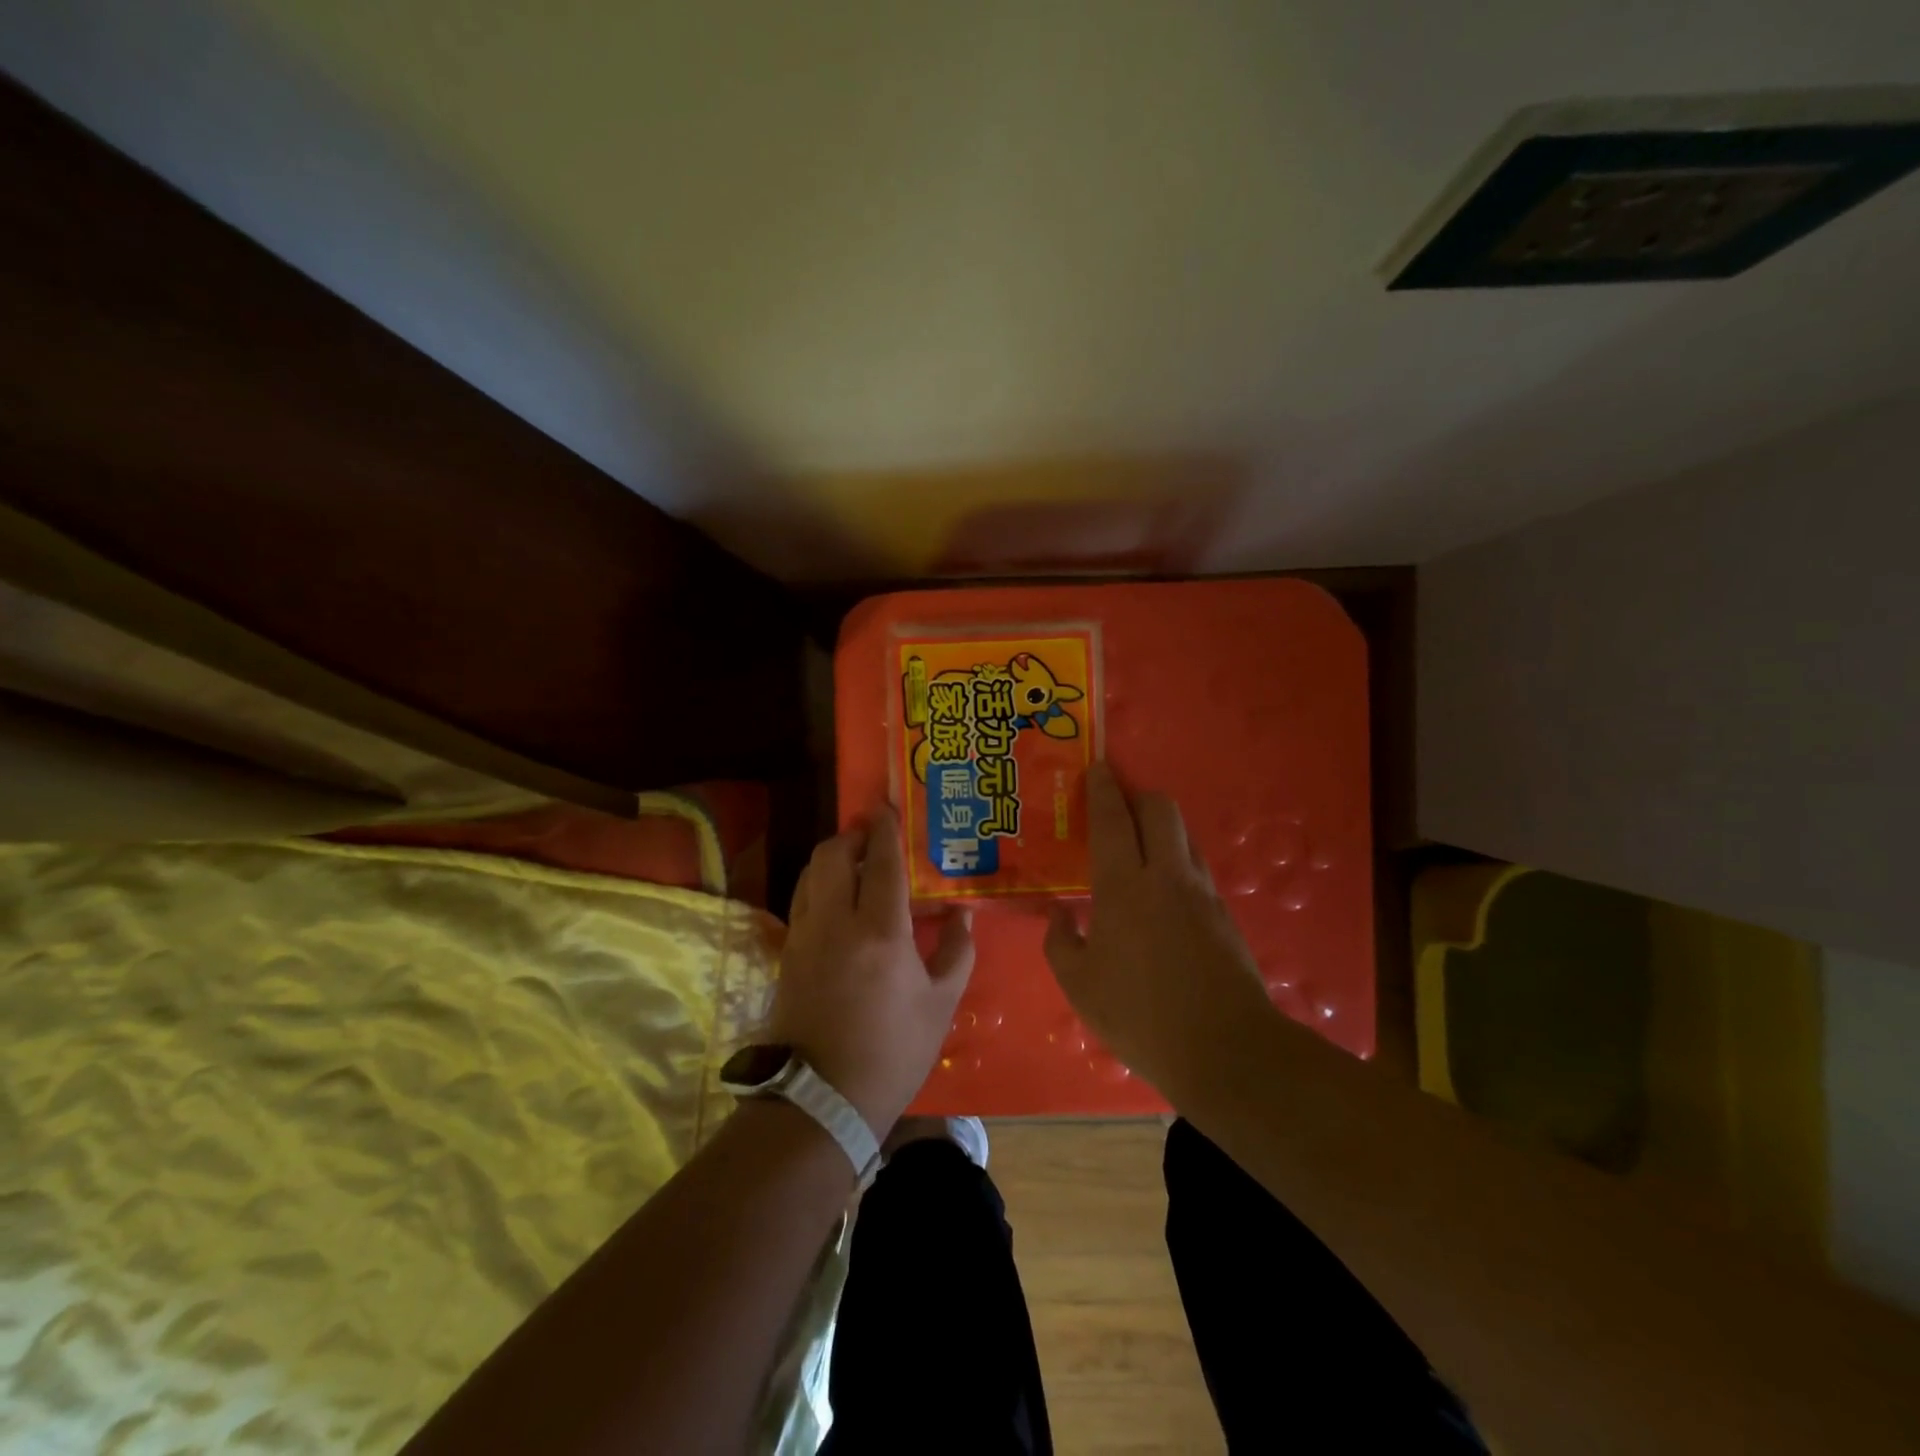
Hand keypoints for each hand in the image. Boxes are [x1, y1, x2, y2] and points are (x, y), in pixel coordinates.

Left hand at [771, 805, 975, 1133]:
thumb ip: (956, 953)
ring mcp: (806, 935)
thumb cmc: (892, 1051)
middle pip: (834, 854)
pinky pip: (802, 899)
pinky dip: (818, 883)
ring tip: (855, 858)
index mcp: (882, 932)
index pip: (883, 862)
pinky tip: (836, 896)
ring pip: (811, 873)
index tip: (888, 807)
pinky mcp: (788, 952)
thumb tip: (962, 916)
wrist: (822, 1097)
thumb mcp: (940, 1005)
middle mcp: (838, 922)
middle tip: (873, 832)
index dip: (886, 830)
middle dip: (852, 833)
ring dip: (832, 856)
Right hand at [1043, 762, 1274, 1093]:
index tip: (1097, 767)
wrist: (1226, 1050)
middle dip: (1139, 796)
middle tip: (1116, 807)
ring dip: (1161, 828)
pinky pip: (1197, 868)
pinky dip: (1177, 862)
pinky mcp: (1224, 914)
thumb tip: (1058, 914)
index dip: (1103, 789)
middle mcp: (1167, 876)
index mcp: (1124, 887)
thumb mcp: (1080, 986)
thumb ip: (1060, 942)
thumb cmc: (1140, 1015)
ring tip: (1139, 847)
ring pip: (1184, 835)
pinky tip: (1163, 893)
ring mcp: (1202, 892)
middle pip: (1161, 809)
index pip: (1112, 820)